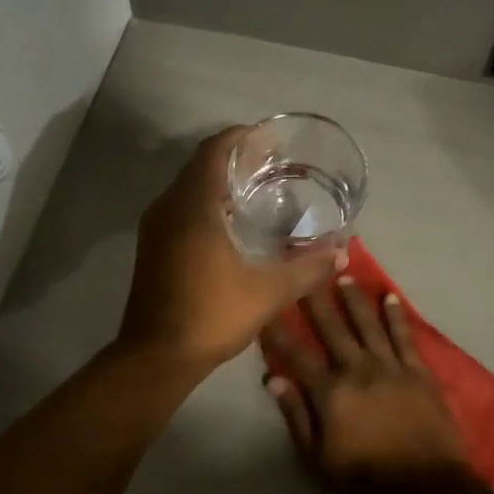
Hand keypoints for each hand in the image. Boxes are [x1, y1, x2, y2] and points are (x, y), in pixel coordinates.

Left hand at [118, 128, 344, 373]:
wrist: (156, 356)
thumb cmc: (211, 315)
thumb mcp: (268, 292)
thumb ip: (307, 268)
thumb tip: (342, 252)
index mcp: (193, 205)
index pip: (214, 150)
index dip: (241, 137)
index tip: (269, 139)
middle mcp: (168, 206)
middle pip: (200, 165)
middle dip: (234, 158)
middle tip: (272, 165)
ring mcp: (155, 227)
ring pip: (188, 188)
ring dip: (218, 182)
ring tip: (257, 191)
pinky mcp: (151, 247)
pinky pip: (180, 208)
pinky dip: (205, 203)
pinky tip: (231, 225)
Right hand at [263, 280, 470, 493]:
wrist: (427, 489)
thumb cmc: (365, 479)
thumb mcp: (318, 457)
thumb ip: (296, 415)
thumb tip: (273, 378)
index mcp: (330, 392)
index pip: (296, 354)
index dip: (278, 330)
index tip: (266, 306)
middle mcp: (357, 369)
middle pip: (332, 328)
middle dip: (315, 299)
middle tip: (304, 269)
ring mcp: (391, 367)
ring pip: (368, 324)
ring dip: (354, 299)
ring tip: (343, 274)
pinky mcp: (418, 372)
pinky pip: (404, 337)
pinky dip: (396, 316)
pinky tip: (389, 297)